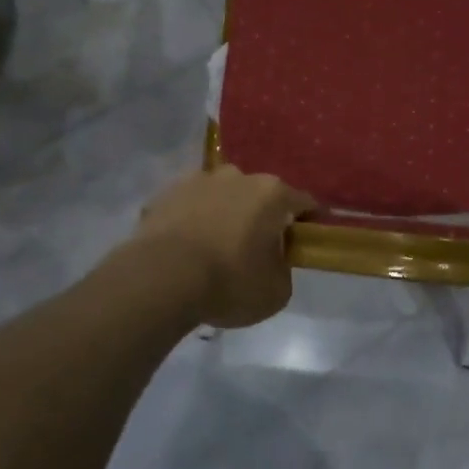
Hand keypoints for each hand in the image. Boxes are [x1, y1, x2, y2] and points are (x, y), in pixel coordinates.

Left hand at [129, 167, 314, 327]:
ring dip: (223, 215)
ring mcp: (197, 180)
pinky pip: (188, 207)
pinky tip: (185, 249)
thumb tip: (273, 261)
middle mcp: (237, 176)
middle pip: (258, 195)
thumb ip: (283, 269)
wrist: (161, 279)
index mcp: (271, 193)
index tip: (305, 241)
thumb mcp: (276, 291)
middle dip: (261, 217)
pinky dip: (191, 221)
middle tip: (256, 249)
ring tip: (214, 249)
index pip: (303, 202)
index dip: (308, 222)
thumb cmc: (229, 282)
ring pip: (220, 196)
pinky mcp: (165, 193)